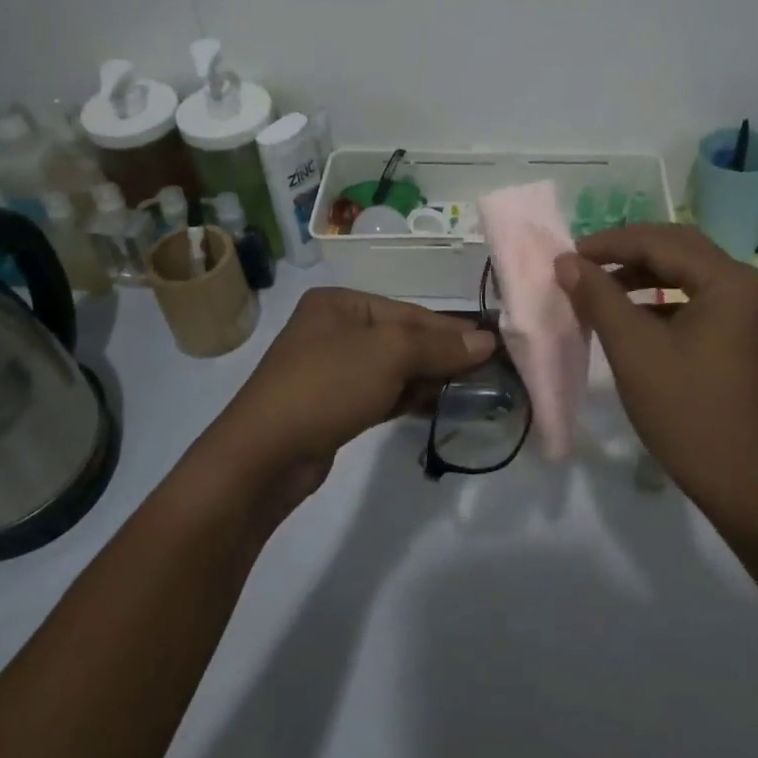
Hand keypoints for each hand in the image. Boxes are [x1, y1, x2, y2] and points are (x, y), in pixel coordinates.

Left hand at [197, 287, 494, 522]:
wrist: (264, 455)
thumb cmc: (327, 386)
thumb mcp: (389, 355)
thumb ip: (439, 345)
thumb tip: (486, 341)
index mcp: (340, 303)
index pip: (409, 312)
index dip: (451, 329)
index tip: (492, 344)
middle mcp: (334, 329)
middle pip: (402, 339)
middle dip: (441, 355)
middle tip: (486, 371)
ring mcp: (331, 369)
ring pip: (393, 368)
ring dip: (428, 378)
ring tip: (469, 390)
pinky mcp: (333, 405)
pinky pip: (381, 393)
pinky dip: (407, 397)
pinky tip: (436, 406)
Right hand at [556, 225, 757, 549]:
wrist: (740, 482)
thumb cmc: (685, 410)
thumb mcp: (633, 348)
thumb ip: (598, 297)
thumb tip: (566, 262)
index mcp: (728, 281)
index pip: (661, 242)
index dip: (611, 243)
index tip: (569, 255)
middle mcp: (745, 286)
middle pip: (678, 249)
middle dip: (628, 252)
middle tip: (584, 263)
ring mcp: (748, 313)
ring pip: (687, 274)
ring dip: (643, 275)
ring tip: (601, 287)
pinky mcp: (742, 336)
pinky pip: (697, 300)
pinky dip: (662, 300)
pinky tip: (633, 316)